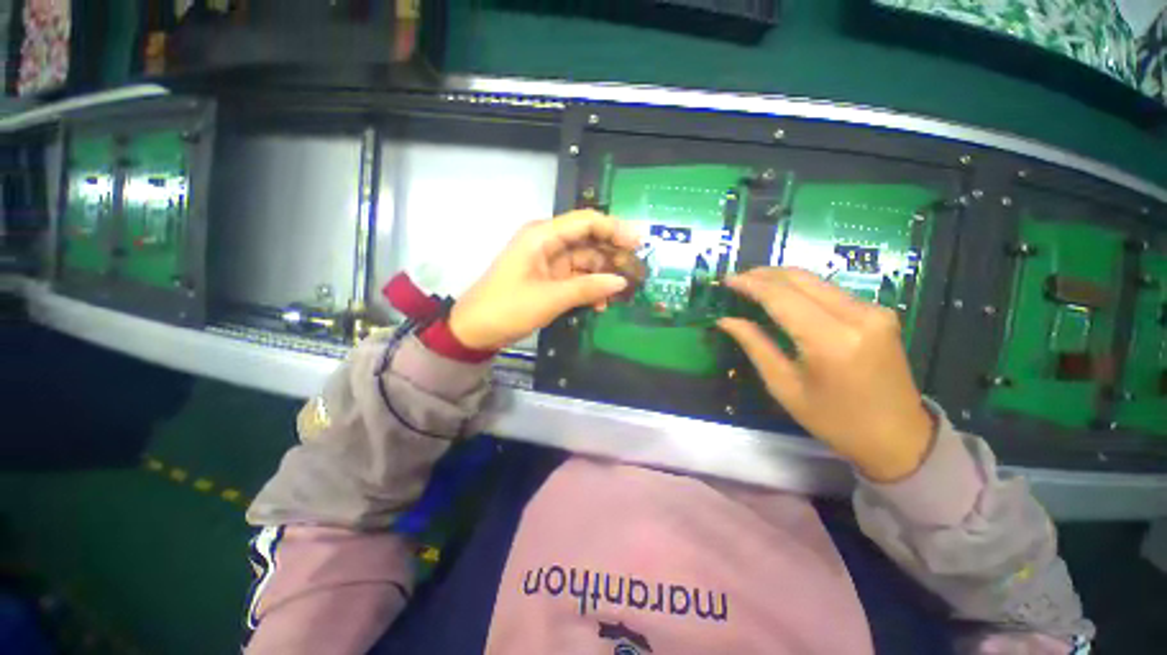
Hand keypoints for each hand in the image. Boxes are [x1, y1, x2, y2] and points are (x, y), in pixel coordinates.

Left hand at [448, 210, 640, 350]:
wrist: (475, 330)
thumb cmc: (508, 308)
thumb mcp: (550, 298)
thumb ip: (588, 288)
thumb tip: (621, 282)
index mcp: (542, 236)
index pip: (586, 221)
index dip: (615, 228)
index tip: (639, 243)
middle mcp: (547, 242)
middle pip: (588, 240)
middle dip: (612, 255)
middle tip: (636, 272)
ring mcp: (548, 261)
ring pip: (584, 261)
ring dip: (602, 276)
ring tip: (621, 293)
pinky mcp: (548, 278)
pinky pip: (576, 278)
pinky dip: (589, 288)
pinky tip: (600, 304)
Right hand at [718, 268, 933, 481]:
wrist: (899, 438)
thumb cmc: (835, 421)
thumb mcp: (785, 387)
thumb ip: (755, 346)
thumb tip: (726, 320)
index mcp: (831, 341)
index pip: (782, 298)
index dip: (751, 285)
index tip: (727, 280)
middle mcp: (858, 316)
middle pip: (802, 280)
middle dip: (764, 274)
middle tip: (737, 278)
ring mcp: (874, 311)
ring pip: (817, 281)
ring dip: (782, 278)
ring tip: (754, 283)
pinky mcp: (880, 313)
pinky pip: (831, 291)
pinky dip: (802, 288)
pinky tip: (784, 295)